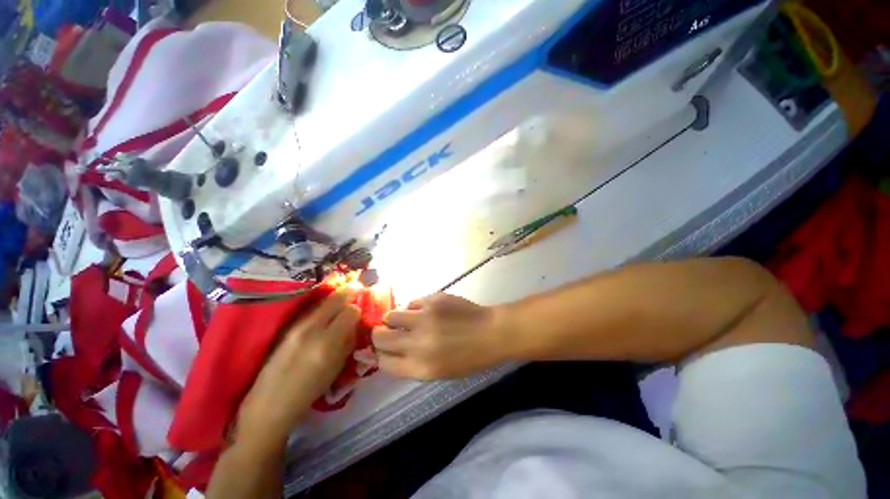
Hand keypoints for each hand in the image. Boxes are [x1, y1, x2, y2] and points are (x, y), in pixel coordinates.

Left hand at [235, 289, 360, 446]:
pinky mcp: (288, 327)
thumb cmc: (309, 391)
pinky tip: (326, 312)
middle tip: (357, 289)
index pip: (350, 311)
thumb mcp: (337, 368)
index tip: (360, 312)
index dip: (358, 310)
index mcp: (327, 342)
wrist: (270, 402)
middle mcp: (312, 329)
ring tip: (343, 300)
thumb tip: (355, 324)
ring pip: (322, 301)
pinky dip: (323, 306)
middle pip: (335, 298)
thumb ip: (348, 342)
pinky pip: (311, 309)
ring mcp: (297, 326)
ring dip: (335, 298)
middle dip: (349, 292)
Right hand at [372, 294, 508, 379]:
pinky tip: (426, 312)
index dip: (378, 356)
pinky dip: (414, 309)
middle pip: (379, 337)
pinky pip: (411, 303)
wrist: (491, 332)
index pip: (383, 362)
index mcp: (420, 367)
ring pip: (390, 315)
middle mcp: (418, 343)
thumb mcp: (439, 372)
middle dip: (379, 335)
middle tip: (387, 332)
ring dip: (393, 319)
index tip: (380, 350)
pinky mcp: (433, 299)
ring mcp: (425, 318)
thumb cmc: (468, 358)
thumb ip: (411, 364)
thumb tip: (388, 353)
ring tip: (406, 320)